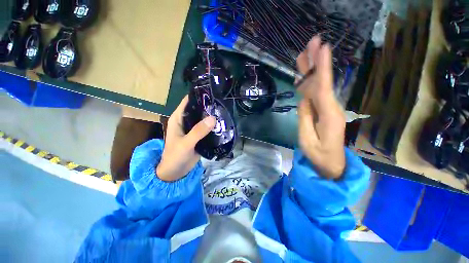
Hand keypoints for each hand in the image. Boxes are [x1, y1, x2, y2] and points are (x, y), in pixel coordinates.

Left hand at [156, 96, 215, 181]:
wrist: (176, 172)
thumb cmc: (175, 156)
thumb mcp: (186, 143)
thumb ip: (198, 131)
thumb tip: (213, 118)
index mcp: (178, 118)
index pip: (188, 101)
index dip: (198, 96)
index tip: (211, 92)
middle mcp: (186, 121)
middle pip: (198, 109)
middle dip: (208, 106)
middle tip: (222, 102)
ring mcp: (193, 129)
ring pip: (204, 119)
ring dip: (212, 116)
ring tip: (224, 111)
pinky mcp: (199, 136)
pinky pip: (207, 128)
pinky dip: (213, 126)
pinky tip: (222, 124)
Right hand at [296, 36, 345, 179]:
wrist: (332, 164)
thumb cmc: (319, 155)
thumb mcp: (307, 139)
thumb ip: (305, 118)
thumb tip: (303, 100)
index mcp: (328, 114)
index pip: (323, 87)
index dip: (322, 67)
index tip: (323, 47)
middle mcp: (331, 107)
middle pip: (322, 81)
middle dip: (317, 62)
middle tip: (312, 43)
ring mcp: (327, 109)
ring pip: (318, 86)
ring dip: (311, 71)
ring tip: (304, 56)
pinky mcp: (323, 112)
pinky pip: (315, 95)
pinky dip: (309, 85)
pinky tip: (303, 77)